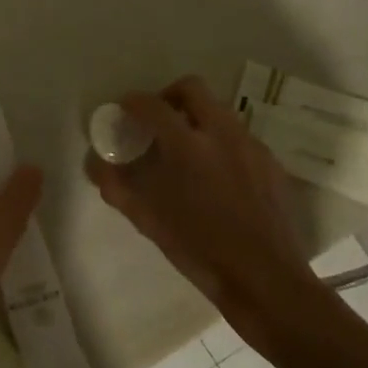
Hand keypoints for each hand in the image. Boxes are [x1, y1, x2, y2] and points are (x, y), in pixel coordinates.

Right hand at [88, 76, 330, 350]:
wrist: (265, 279)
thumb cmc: (199, 250)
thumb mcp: (148, 220)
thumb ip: (116, 186)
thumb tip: (95, 164)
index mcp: (186, 147)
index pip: (152, 105)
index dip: (132, 102)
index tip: (124, 111)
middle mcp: (222, 135)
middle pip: (192, 88)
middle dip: (169, 96)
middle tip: (157, 120)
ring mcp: (251, 146)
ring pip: (220, 110)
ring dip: (197, 117)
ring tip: (185, 149)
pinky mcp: (271, 163)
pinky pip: (240, 136)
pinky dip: (220, 141)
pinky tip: (215, 174)